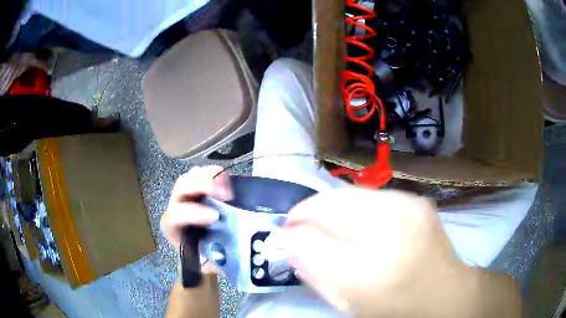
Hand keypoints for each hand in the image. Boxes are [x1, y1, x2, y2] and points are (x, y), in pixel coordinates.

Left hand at [161, 166, 231, 273]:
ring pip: (191, 175)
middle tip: (226, 195)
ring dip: (210, 177)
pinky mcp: (200, 188)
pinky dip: (217, 173)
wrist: (203, 253)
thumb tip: (233, 249)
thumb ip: (217, 257)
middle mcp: (176, 207)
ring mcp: (188, 195)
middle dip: (202, 186)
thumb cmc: (205, 259)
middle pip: (181, 187)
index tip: (215, 217)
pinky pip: (205, 172)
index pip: (176, 215)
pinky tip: (228, 182)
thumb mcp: (210, 263)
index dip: (193, 213)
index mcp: (173, 228)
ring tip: (228, 188)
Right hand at [267, 187, 473, 316]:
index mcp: (368, 267)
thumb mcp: (345, 301)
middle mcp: (390, 226)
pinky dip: (356, 207)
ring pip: (349, 194)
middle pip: (329, 204)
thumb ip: (311, 269)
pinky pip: (371, 196)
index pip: (311, 235)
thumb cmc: (391, 307)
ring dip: (332, 208)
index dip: (290, 230)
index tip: (281, 235)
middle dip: (308, 213)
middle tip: (300, 228)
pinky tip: (360, 224)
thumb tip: (284, 240)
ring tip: (329, 226)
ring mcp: (407, 205)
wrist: (443, 293)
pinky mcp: (415, 199)